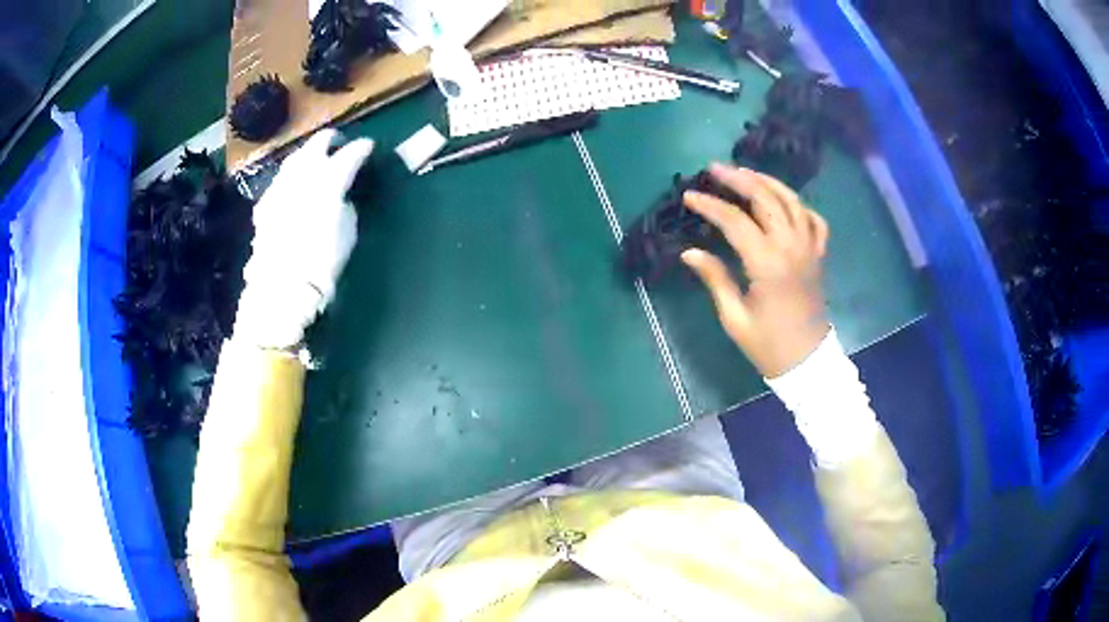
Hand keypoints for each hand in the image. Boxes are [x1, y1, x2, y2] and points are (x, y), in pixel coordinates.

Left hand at [234, 129, 373, 348]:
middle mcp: (302, 174)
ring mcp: (280, 186)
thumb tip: (341, 194)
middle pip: (317, 143)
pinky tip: (294, 186)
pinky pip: (281, 179)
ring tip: (316, 160)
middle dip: (331, 139)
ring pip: (296, 157)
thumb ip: (346, 203)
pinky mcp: (265, 203)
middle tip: (340, 144)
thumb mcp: (348, 230)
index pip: (350, 154)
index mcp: (329, 179)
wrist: (282, 287)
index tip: (369, 148)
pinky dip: (291, 177)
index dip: (362, 149)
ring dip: (308, 154)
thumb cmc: (322, 261)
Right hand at [681, 163, 829, 377]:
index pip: (735, 221)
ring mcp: (809, 249)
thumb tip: (690, 252)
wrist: (807, 362)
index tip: (689, 197)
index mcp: (767, 263)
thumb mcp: (735, 317)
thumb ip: (715, 279)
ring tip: (746, 173)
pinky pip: (814, 220)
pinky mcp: (818, 256)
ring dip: (768, 182)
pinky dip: (800, 205)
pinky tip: (785, 202)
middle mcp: (791, 247)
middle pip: (766, 198)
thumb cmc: (767, 344)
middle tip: (715, 168)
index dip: (710, 205)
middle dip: (739, 179)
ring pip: (791, 201)